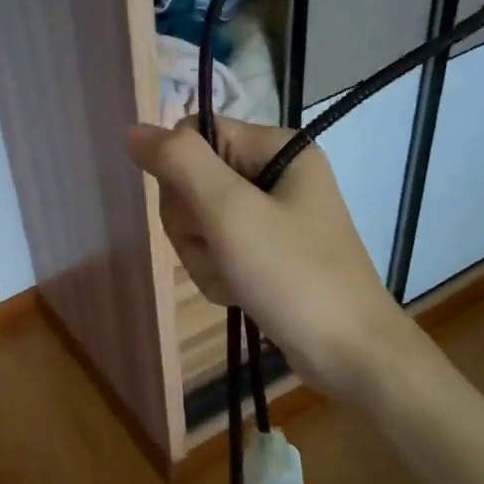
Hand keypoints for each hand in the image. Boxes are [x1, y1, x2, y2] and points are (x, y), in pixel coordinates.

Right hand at [127, 118, 424, 400]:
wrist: (349, 353)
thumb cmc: (293, 275)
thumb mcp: (230, 212)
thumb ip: (180, 163)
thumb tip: (134, 130)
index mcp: (275, 148)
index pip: (194, 135)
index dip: (181, 174)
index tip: (202, 213)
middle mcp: (274, 173)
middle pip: (192, 180)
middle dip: (194, 225)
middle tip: (224, 251)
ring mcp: (271, 215)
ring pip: (198, 221)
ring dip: (204, 256)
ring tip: (235, 279)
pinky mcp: (267, 250)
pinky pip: (216, 249)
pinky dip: (218, 274)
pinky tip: (239, 293)